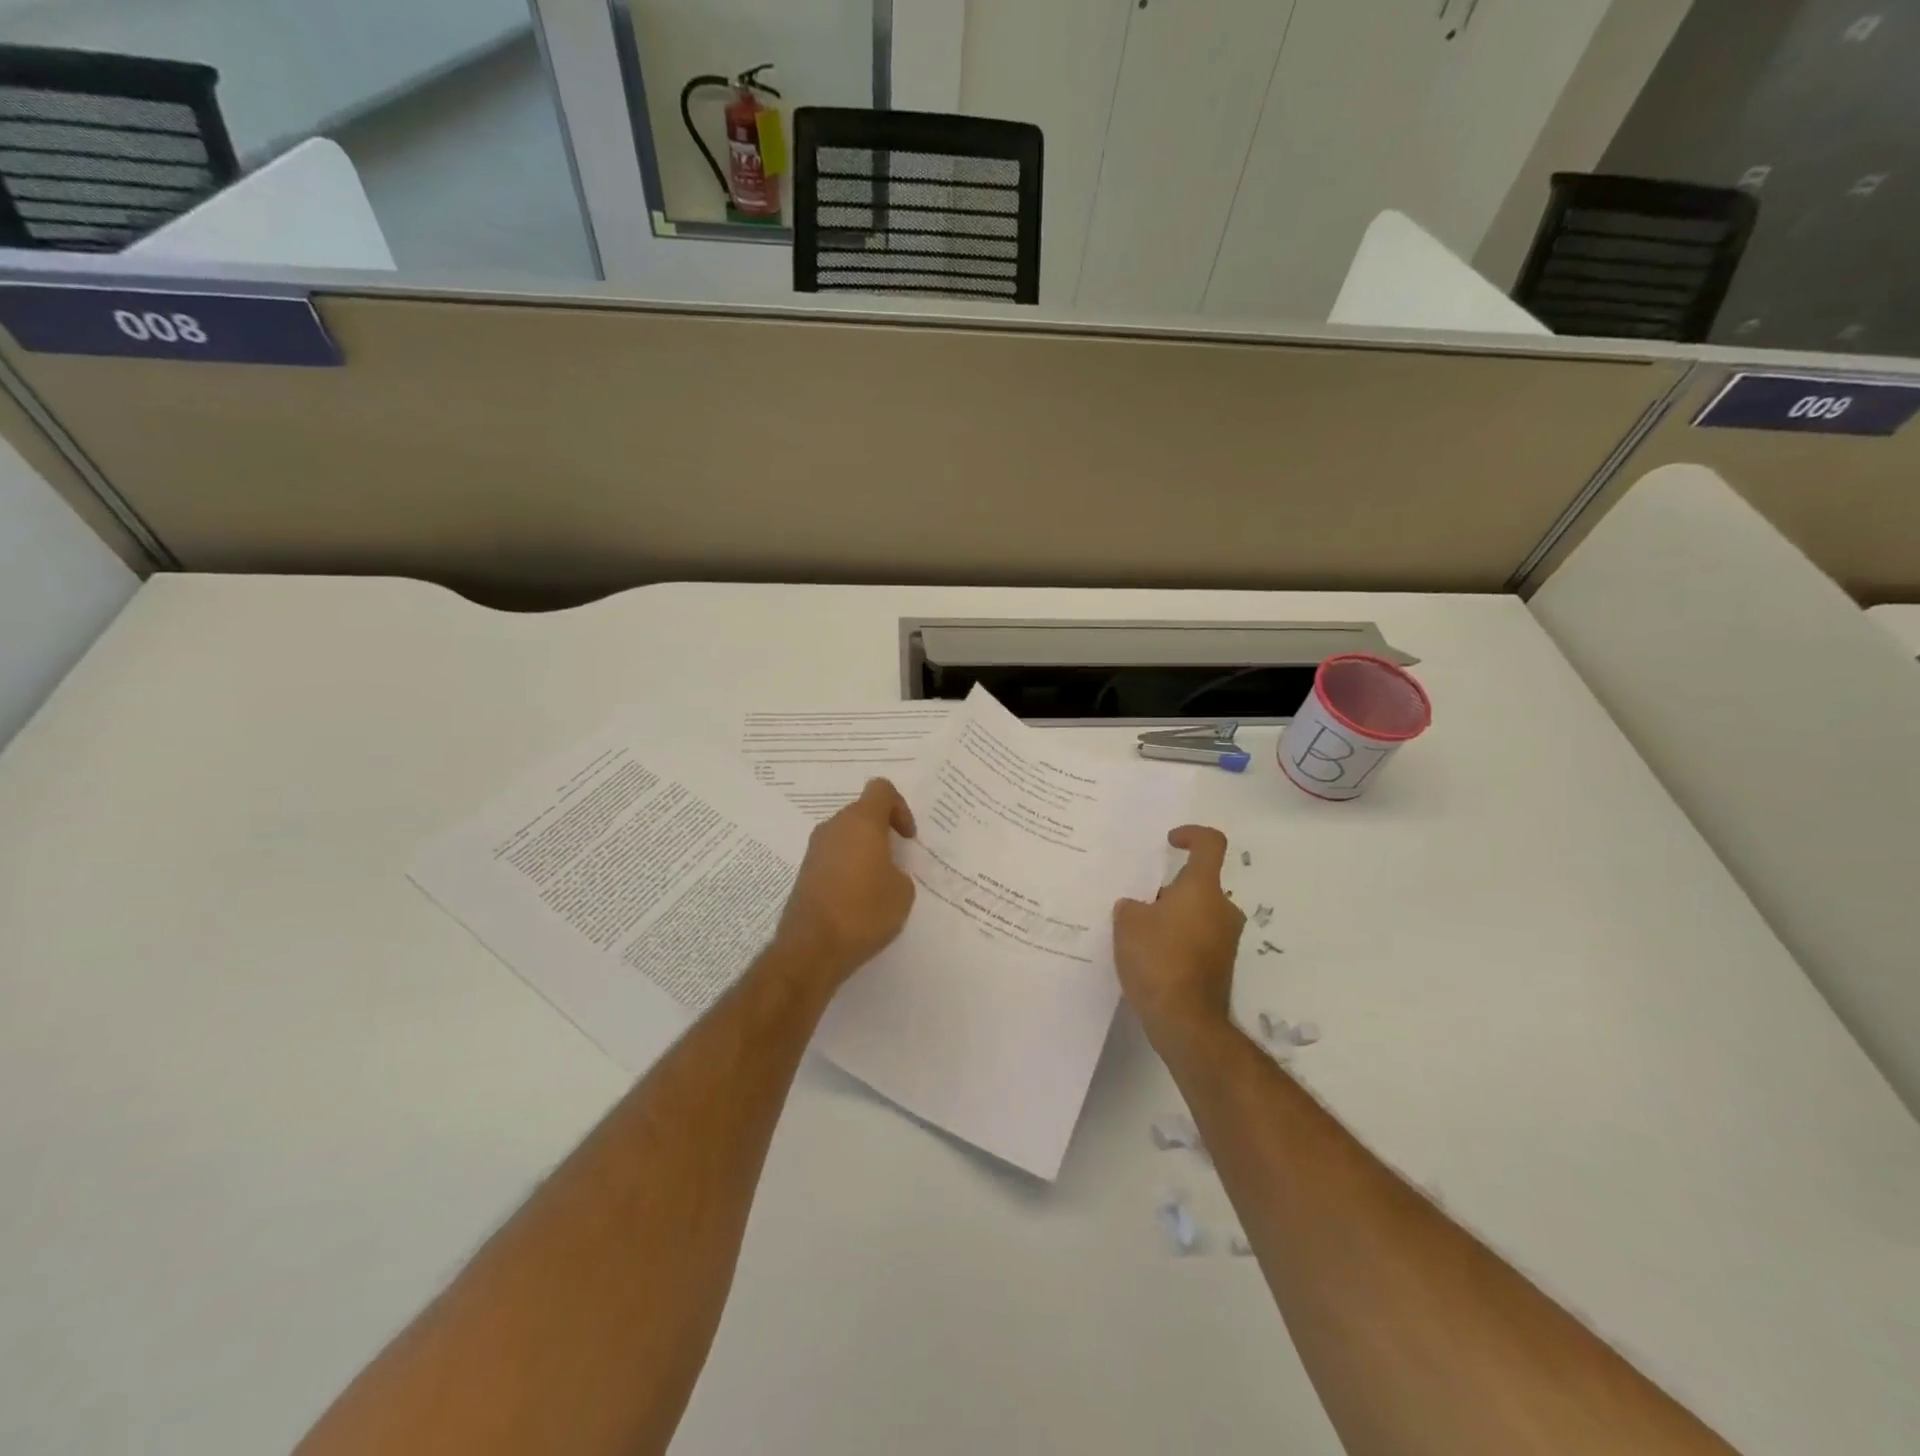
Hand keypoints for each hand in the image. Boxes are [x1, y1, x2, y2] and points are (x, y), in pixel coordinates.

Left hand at [774, 778, 916, 989]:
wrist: (812, 947)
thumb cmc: (864, 912)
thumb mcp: (902, 892)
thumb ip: (898, 870)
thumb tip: (884, 872)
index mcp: (861, 822)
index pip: (881, 789)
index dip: (900, 807)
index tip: (907, 838)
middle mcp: (834, 827)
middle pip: (862, 812)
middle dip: (881, 830)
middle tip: (896, 860)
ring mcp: (815, 849)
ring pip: (846, 834)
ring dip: (863, 849)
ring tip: (878, 882)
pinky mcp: (805, 871)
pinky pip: (833, 856)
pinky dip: (848, 867)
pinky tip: (857, 897)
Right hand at [1114, 825, 1244, 1050]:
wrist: (1185, 1021)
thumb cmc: (1157, 960)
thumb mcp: (1127, 923)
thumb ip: (1131, 906)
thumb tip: (1138, 908)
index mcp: (1203, 888)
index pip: (1210, 844)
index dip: (1191, 834)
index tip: (1170, 842)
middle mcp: (1222, 909)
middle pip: (1197, 884)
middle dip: (1168, 889)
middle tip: (1136, 902)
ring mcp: (1225, 939)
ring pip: (1196, 913)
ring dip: (1171, 916)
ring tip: (1137, 933)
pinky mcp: (1221, 965)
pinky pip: (1197, 938)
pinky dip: (1176, 940)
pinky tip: (1149, 957)